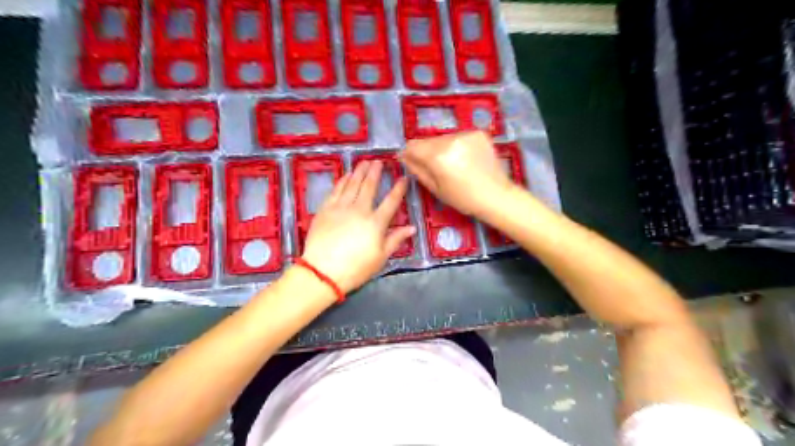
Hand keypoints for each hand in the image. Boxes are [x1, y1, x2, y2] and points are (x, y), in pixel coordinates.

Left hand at [301, 158, 417, 291]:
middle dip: (375, 173)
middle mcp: (359, 210)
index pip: (391, 201)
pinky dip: (342, 181)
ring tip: (364, 162)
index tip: (403, 178)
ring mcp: (340, 208)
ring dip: (359, 172)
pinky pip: (335, 190)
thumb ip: (396, 239)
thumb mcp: (381, 257)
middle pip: (369, 187)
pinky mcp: (325, 209)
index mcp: (376, 223)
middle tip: (379, 162)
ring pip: (352, 184)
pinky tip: (346, 175)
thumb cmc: (356, 268)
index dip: (398, 189)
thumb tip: (412, 228)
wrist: (322, 271)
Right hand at [404, 131, 515, 215]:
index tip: (410, 161)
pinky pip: (459, 137)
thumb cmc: (463, 198)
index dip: (408, 153)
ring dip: (442, 148)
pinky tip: (466, 159)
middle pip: (428, 140)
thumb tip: (404, 157)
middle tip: (436, 168)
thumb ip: (418, 170)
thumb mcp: (436, 189)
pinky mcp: (478, 133)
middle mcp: (450, 140)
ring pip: (443, 138)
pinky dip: (458, 146)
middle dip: (427, 151)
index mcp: (437, 156)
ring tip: (453, 164)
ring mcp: (466, 134)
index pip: (413, 145)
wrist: (496, 195)